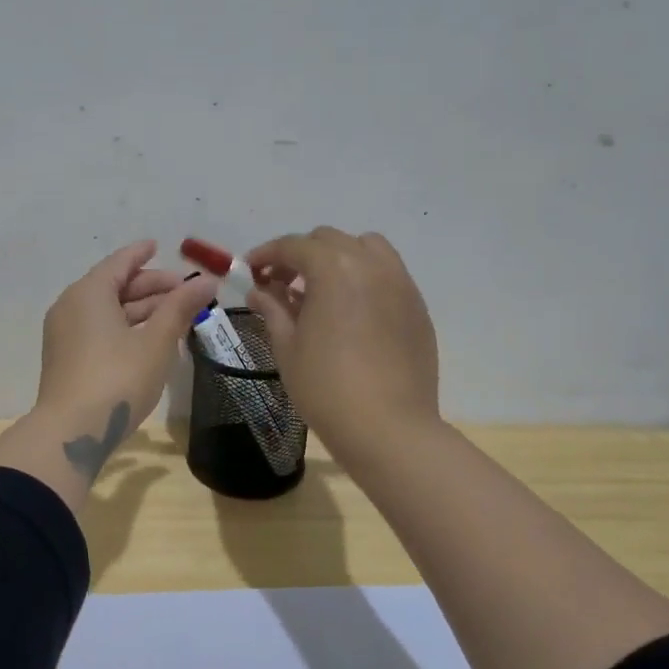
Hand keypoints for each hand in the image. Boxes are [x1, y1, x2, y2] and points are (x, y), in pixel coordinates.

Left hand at [35, 239, 217, 452]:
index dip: (141, 254)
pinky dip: (125, 327)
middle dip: (150, 286)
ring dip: (141, 310)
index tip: (158, 245)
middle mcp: (71, 307)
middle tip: (184, 290)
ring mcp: (65, 335)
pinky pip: (98, 330)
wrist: (71, 432)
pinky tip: (149, 339)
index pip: (119, 263)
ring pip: (107, 311)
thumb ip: (180, 308)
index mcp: (89, 293)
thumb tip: (206, 281)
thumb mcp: (156, 342)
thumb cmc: (118, 378)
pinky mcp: (66, 359)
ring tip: (175, 315)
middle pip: (114, 286)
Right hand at [245, 227, 441, 469]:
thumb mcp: (287, 347)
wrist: (388, 427)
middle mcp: (371, 265)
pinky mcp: (418, 307)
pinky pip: (387, 275)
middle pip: (330, 240)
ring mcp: (401, 284)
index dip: (267, 254)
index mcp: (334, 269)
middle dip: (300, 254)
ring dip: (338, 259)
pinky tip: (351, 312)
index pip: (294, 246)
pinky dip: (364, 279)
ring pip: (366, 249)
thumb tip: (259, 291)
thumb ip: (272, 309)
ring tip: (320, 291)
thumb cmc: (326, 387)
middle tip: (281, 283)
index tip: (251, 270)